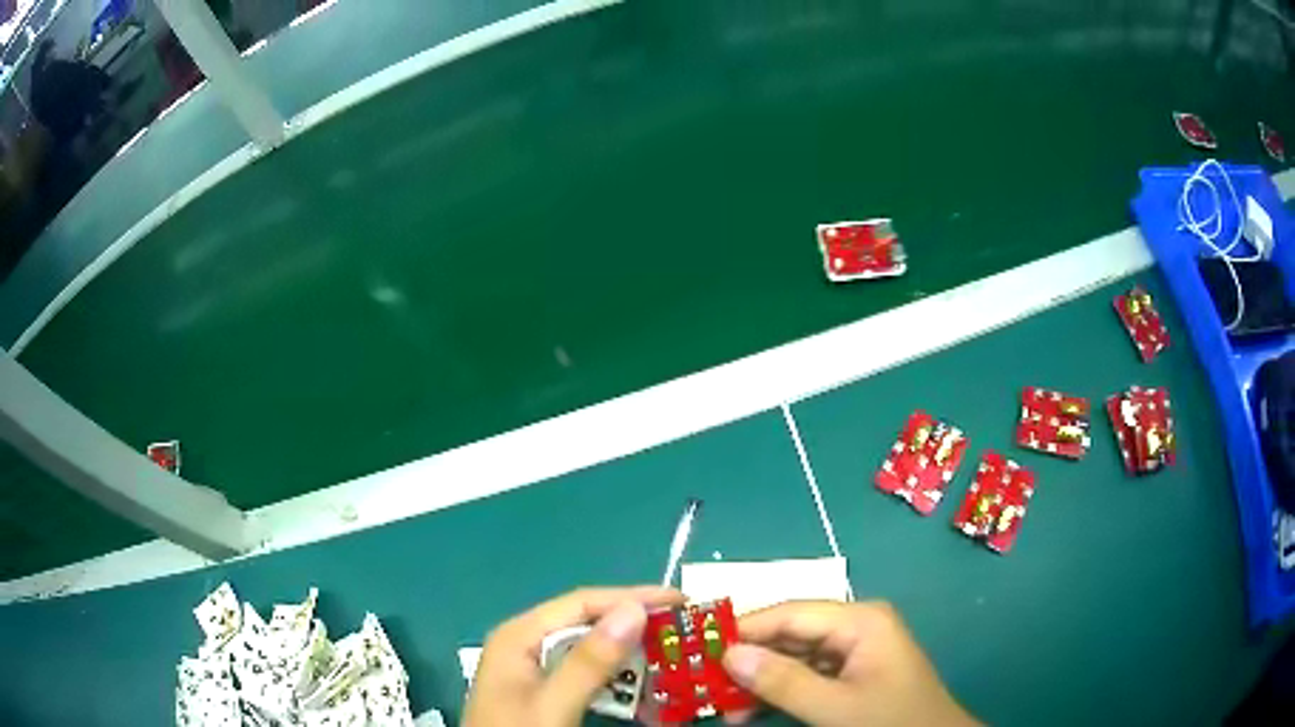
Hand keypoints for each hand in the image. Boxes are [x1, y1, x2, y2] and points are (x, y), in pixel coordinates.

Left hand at [464, 586, 684, 726]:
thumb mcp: (553, 704)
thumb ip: (588, 662)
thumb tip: (634, 609)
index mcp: (520, 636)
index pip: (582, 603)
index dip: (632, 597)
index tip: (681, 602)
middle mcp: (526, 644)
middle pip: (587, 623)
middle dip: (635, 625)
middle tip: (684, 631)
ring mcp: (534, 669)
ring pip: (590, 650)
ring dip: (630, 654)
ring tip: (672, 656)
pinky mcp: (544, 691)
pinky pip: (586, 675)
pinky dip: (616, 678)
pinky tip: (642, 686)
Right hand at [721, 601, 978, 726]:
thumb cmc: (889, 721)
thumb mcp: (834, 707)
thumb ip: (782, 681)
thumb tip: (728, 653)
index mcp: (860, 619)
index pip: (789, 613)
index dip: (743, 628)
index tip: (696, 646)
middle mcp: (856, 627)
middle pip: (789, 633)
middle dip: (747, 657)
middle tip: (700, 678)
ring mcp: (854, 651)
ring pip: (793, 657)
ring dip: (757, 679)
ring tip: (717, 701)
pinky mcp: (851, 675)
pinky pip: (805, 675)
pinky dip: (776, 692)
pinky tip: (747, 710)